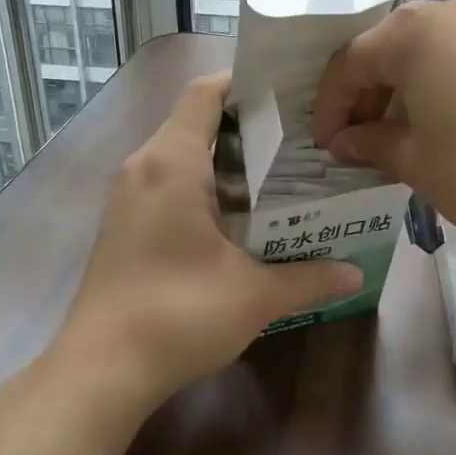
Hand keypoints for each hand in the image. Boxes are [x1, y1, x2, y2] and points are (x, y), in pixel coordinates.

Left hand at [55, 72, 361, 410]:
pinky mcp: (121, 224)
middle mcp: (143, 166)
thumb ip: (309, 277)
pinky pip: (165, 182)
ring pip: (179, 154)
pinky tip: (237, 216)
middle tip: (299, 138)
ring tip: (277, 174)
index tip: (290, 93)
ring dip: (224, 159)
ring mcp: (126, 196)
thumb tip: (355, 275)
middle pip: (195, 120)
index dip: (246, 83)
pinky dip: (201, 185)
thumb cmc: (178, 314)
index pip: (206, 93)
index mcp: (172, 162)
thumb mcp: (254, 295)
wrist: (100, 371)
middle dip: (246, 126)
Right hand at [310, 0, 455, 254]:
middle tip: (355, 141)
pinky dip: (439, 90)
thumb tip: (343, 142)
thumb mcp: (416, 162)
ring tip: (395, 138)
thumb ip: (370, 144)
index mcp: (412, 33)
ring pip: (426, 54)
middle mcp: (450, 16)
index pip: (349, 64)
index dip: (329, 107)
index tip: (323, 145)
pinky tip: (443, 128)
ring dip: (402, 93)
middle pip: (387, 51)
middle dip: (365, 97)